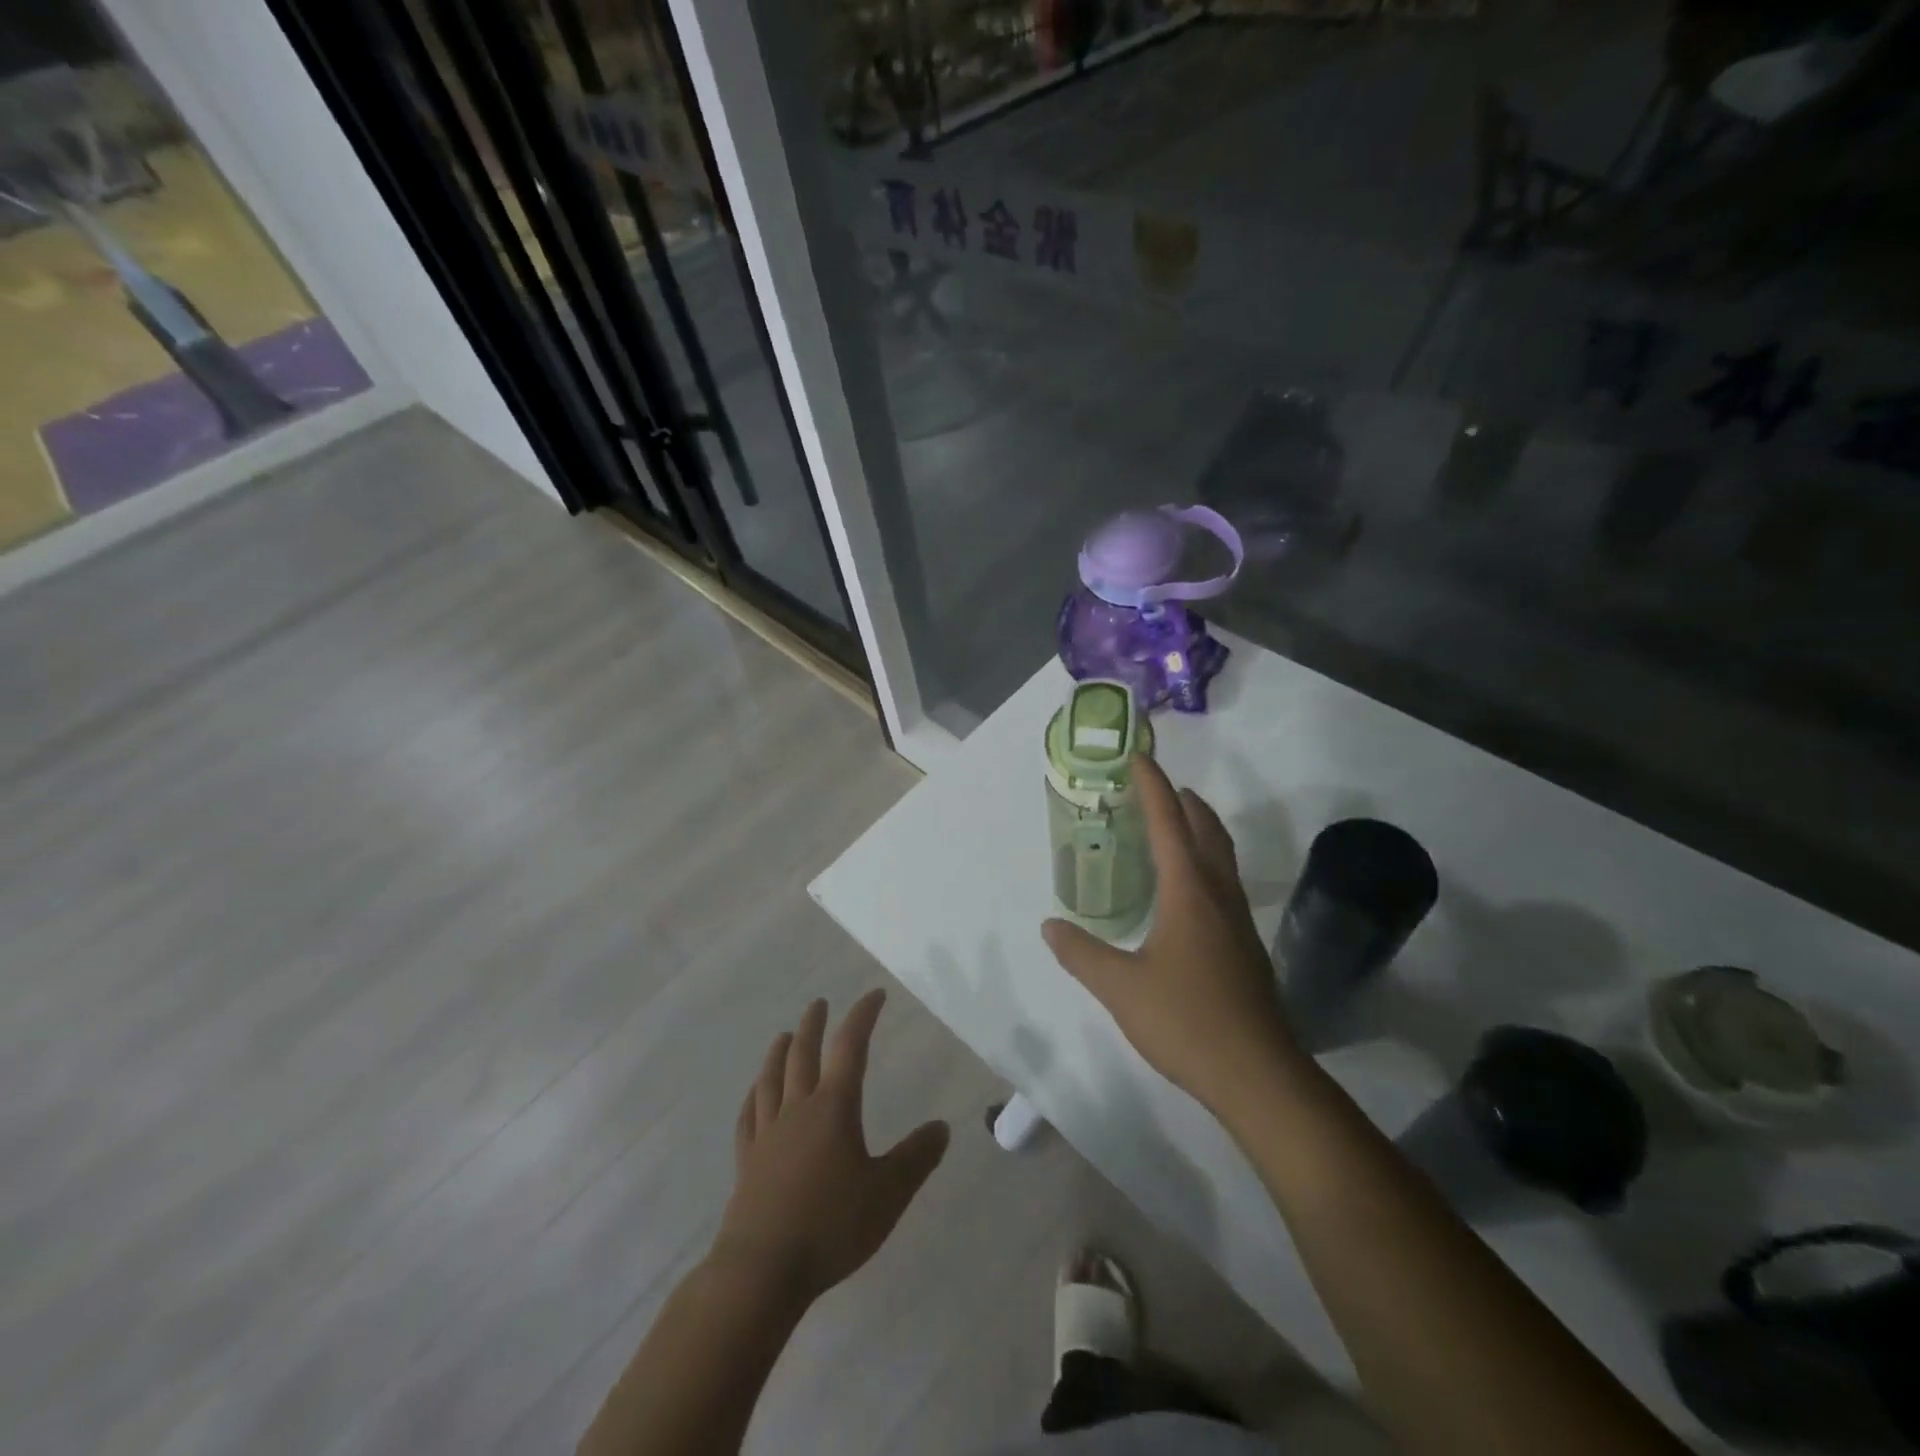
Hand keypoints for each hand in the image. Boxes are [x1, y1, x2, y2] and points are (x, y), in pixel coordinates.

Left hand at [711, 990, 949, 1303]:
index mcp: (833, 1108)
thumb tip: (941, 1126)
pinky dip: (754, 1096)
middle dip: (814, 1024)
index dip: (862, 1016)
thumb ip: (916, 1158)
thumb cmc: (831, 1226)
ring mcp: (768, 1134)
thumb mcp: (888, 1194)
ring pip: (772, 1079)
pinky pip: (749, 1116)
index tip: (874, 995)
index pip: (850, 1047)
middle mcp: (798, 1109)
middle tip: (819, 1003)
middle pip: (803, 1054)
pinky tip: (754, 1093)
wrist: (762, 1270)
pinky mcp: (747, 1161)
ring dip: (779, 1051)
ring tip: (785, 1035)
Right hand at [1042, 755, 1302, 1114]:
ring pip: (1222, 856)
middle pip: (1206, 829)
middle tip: (1157, 786)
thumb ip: (1081, 953)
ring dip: (1201, 828)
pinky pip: (1224, 882)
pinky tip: (1188, 890)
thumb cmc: (1185, 1020)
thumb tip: (1051, 927)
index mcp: (1188, 892)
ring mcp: (1237, 920)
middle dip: (1184, 801)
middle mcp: (1218, 895)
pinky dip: (1206, 862)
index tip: (1139, 757)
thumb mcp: (1119, 987)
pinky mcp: (1245, 945)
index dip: (1152, 786)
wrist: (1257, 1073)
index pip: (1168, 822)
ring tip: (1177, 824)